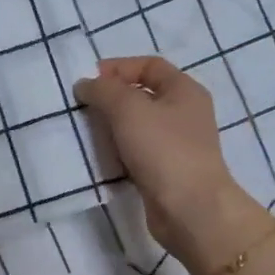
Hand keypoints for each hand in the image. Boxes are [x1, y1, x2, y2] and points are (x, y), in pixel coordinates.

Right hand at [74, 56, 267, 271]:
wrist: (190, 209)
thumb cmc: (163, 149)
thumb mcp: (128, 108)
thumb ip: (103, 90)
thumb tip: (85, 85)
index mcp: (184, 90)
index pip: (149, 65)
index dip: (118, 67)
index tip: (89, 81)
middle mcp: (185, 113)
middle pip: (143, 95)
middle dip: (112, 99)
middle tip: (84, 108)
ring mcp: (178, 145)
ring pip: (139, 126)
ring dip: (113, 127)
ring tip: (88, 133)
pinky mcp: (168, 171)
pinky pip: (138, 153)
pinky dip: (120, 152)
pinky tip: (103, 158)